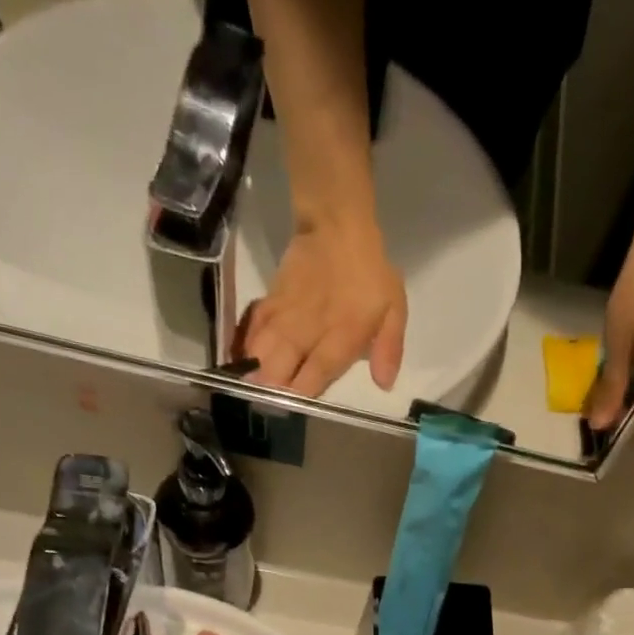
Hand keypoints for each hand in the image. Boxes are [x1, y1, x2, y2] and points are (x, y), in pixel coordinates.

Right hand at [236, 220, 406, 396]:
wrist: (338, 225)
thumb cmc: (371, 273)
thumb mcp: (394, 309)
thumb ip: (389, 347)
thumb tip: (384, 384)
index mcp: (341, 338)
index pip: (316, 374)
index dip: (301, 393)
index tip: (291, 410)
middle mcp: (309, 331)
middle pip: (282, 366)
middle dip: (271, 389)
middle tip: (263, 405)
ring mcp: (287, 315)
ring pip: (263, 349)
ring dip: (253, 370)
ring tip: (245, 389)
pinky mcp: (272, 300)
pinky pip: (254, 326)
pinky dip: (244, 343)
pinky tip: (239, 358)